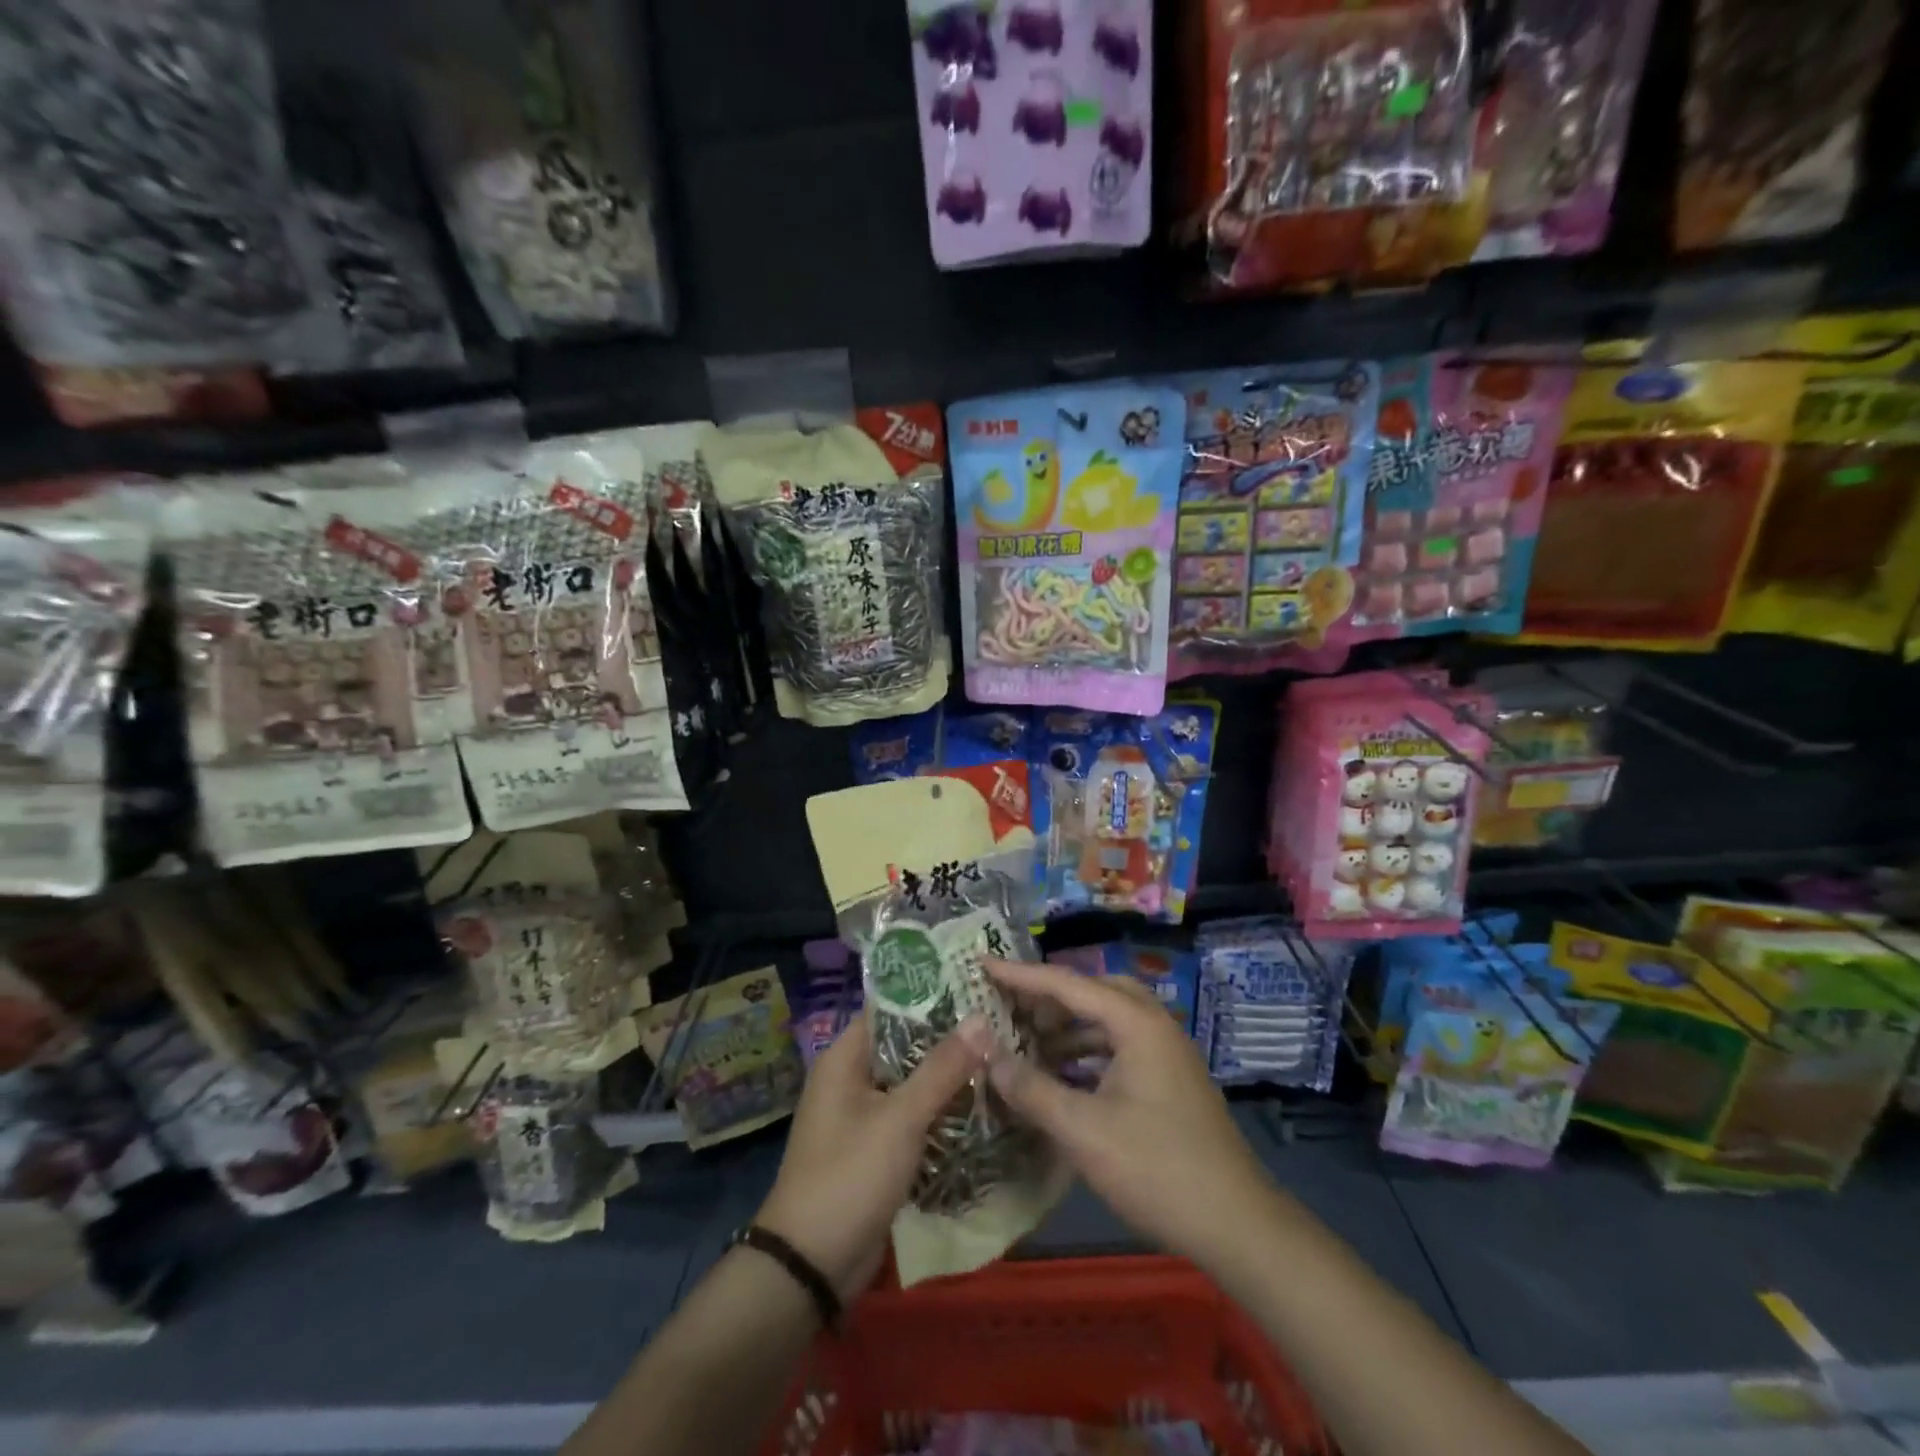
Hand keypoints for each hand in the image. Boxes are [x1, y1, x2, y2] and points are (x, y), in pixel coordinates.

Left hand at [755, 1016, 985, 1300]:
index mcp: (844, 1058)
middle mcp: (852, 1078)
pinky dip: (940, 1111)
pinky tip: (982, 1105)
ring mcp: (864, 1115)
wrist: (811, 1267)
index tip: (976, 985)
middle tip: (1000, 1022)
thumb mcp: (899, 1119)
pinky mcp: (877, 1148)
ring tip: (1001, 1056)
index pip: (890, 1008)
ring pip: (913, 1083)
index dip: (931, 995)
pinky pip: (913, 1117)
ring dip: (949, 1077)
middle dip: (948, 1038)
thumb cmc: (849, 1176)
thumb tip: (981, 1018)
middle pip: (906, 1045)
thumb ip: (941, 1069)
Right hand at [975, 959, 1275, 1273]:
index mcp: (1136, 1023)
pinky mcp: (1170, 1080)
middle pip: (1093, 992)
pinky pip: (1120, 1046)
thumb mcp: (1083, 1130)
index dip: (1020, 974)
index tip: (982, 964)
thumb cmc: (1157, 1168)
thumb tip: (987, 1055)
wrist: (1237, 1225)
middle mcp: (1154, 1025)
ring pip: (1108, 1020)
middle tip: (1011, 1009)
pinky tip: (1063, 1078)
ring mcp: (1166, 1053)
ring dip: (1069, 1027)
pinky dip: (1088, 1052)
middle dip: (1050, 997)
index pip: (1067, 984)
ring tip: (1029, 1045)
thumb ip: (1031, 1088)